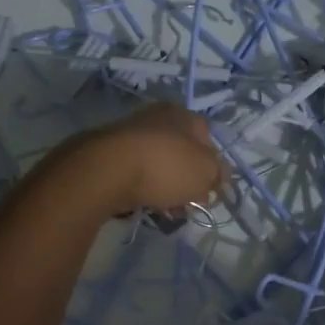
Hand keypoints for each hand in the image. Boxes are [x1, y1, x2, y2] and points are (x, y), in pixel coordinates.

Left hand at [63, 102, 226, 215]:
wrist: (106, 171)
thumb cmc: (166, 166)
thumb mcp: (206, 172)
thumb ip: (218, 174)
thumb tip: (218, 177)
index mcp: (182, 114)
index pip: (207, 138)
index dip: (213, 165)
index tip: (210, 190)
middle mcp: (155, 118)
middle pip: (181, 153)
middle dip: (187, 180)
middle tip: (189, 203)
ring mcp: (128, 134)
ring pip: (157, 165)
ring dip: (164, 187)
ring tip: (165, 210)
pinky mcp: (107, 155)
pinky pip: (134, 175)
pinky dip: (141, 189)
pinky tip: (142, 205)